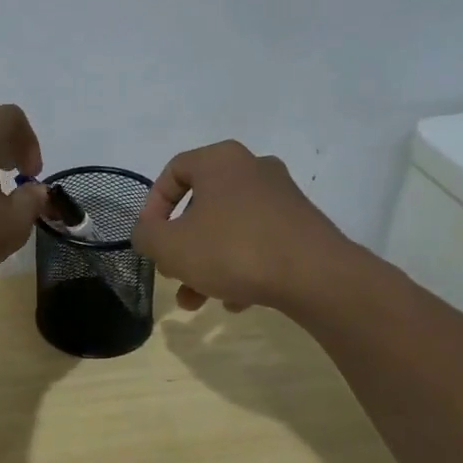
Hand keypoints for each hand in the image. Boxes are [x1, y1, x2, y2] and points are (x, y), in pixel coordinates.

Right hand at [131, 141, 357, 312]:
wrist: (316, 276)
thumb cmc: (233, 250)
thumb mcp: (170, 246)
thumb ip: (146, 236)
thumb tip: (147, 233)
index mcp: (220, 161)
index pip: (173, 172)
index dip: (153, 206)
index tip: (150, 239)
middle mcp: (253, 168)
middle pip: (202, 205)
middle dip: (182, 245)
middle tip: (172, 272)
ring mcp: (282, 196)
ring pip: (229, 228)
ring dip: (208, 263)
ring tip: (198, 300)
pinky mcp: (302, 225)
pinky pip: (258, 241)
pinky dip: (241, 267)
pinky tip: (236, 301)